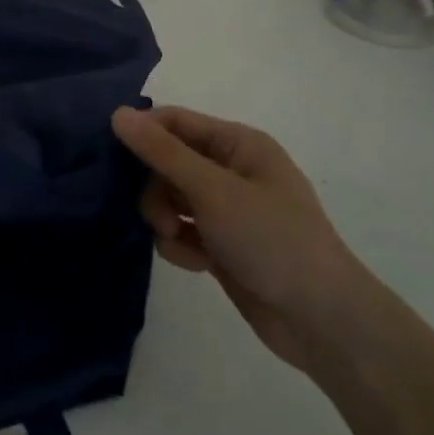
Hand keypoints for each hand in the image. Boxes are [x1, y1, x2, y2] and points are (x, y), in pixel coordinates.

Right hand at [111, 106, 370, 372]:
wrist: (321, 320)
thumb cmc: (272, 239)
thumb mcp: (213, 190)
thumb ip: (162, 152)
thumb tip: (117, 113)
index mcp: (238, 144)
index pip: (175, 121)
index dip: (143, 134)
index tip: (112, 158)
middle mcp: (231, 170)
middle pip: (166, 162)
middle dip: (155, 189)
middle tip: (161, 217)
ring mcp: (226, 209)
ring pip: (168, 199)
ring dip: (164, 220)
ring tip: (179, 242)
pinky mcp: (221, 244)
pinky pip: (180, 231)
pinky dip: (180, 245)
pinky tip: (197, 264)